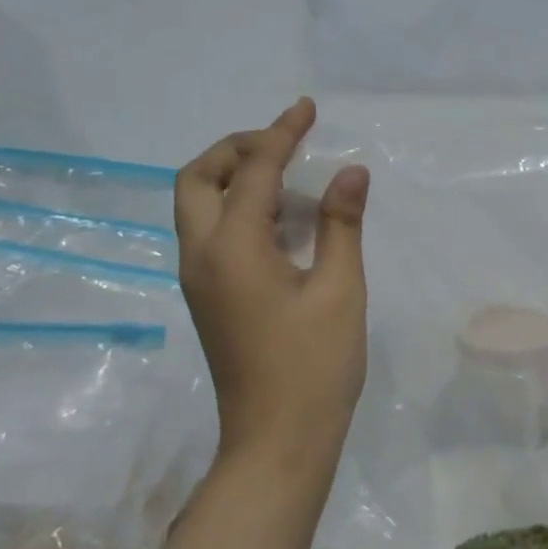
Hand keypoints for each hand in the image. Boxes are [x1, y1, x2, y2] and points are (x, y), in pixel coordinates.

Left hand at [175, 99, 370, 473]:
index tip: (307, 109)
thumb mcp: (340, 290)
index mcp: (233, 249)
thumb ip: (340, 225)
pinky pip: (213, 234)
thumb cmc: (315, 366)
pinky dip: (241, 211)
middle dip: (237, 150)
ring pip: (199, 207)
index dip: (282, 134)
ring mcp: (201, 280)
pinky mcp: (211, 298)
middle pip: (197, 179)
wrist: (278, 439)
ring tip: (294, 181)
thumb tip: (349, 171)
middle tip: (285, 146)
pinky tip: (287, 224)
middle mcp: (202, 256)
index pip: (254, 171)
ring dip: (237, 179)